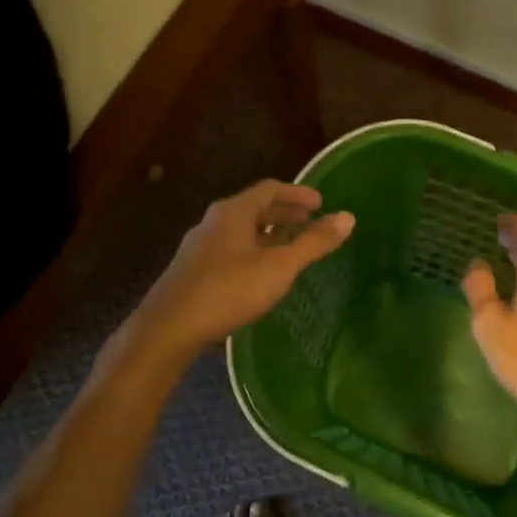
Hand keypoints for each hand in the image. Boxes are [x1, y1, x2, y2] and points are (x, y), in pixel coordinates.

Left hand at [135, 181, 353, 355]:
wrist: (168, 328)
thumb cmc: (228, 290)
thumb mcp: (279, 267)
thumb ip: (313, 243)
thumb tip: (348, 217)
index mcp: (234, 211)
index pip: (270, 189)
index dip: (298, 193)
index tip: (321, 204)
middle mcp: (214, 221)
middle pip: (255, 207)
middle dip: (285, 213)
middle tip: (310, 222)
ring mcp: (200, 245)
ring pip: (242, 230)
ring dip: (269, 233)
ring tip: (291, 248)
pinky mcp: (193, 269)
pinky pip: (231, 248)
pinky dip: (254, 250)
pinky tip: (261, 273)